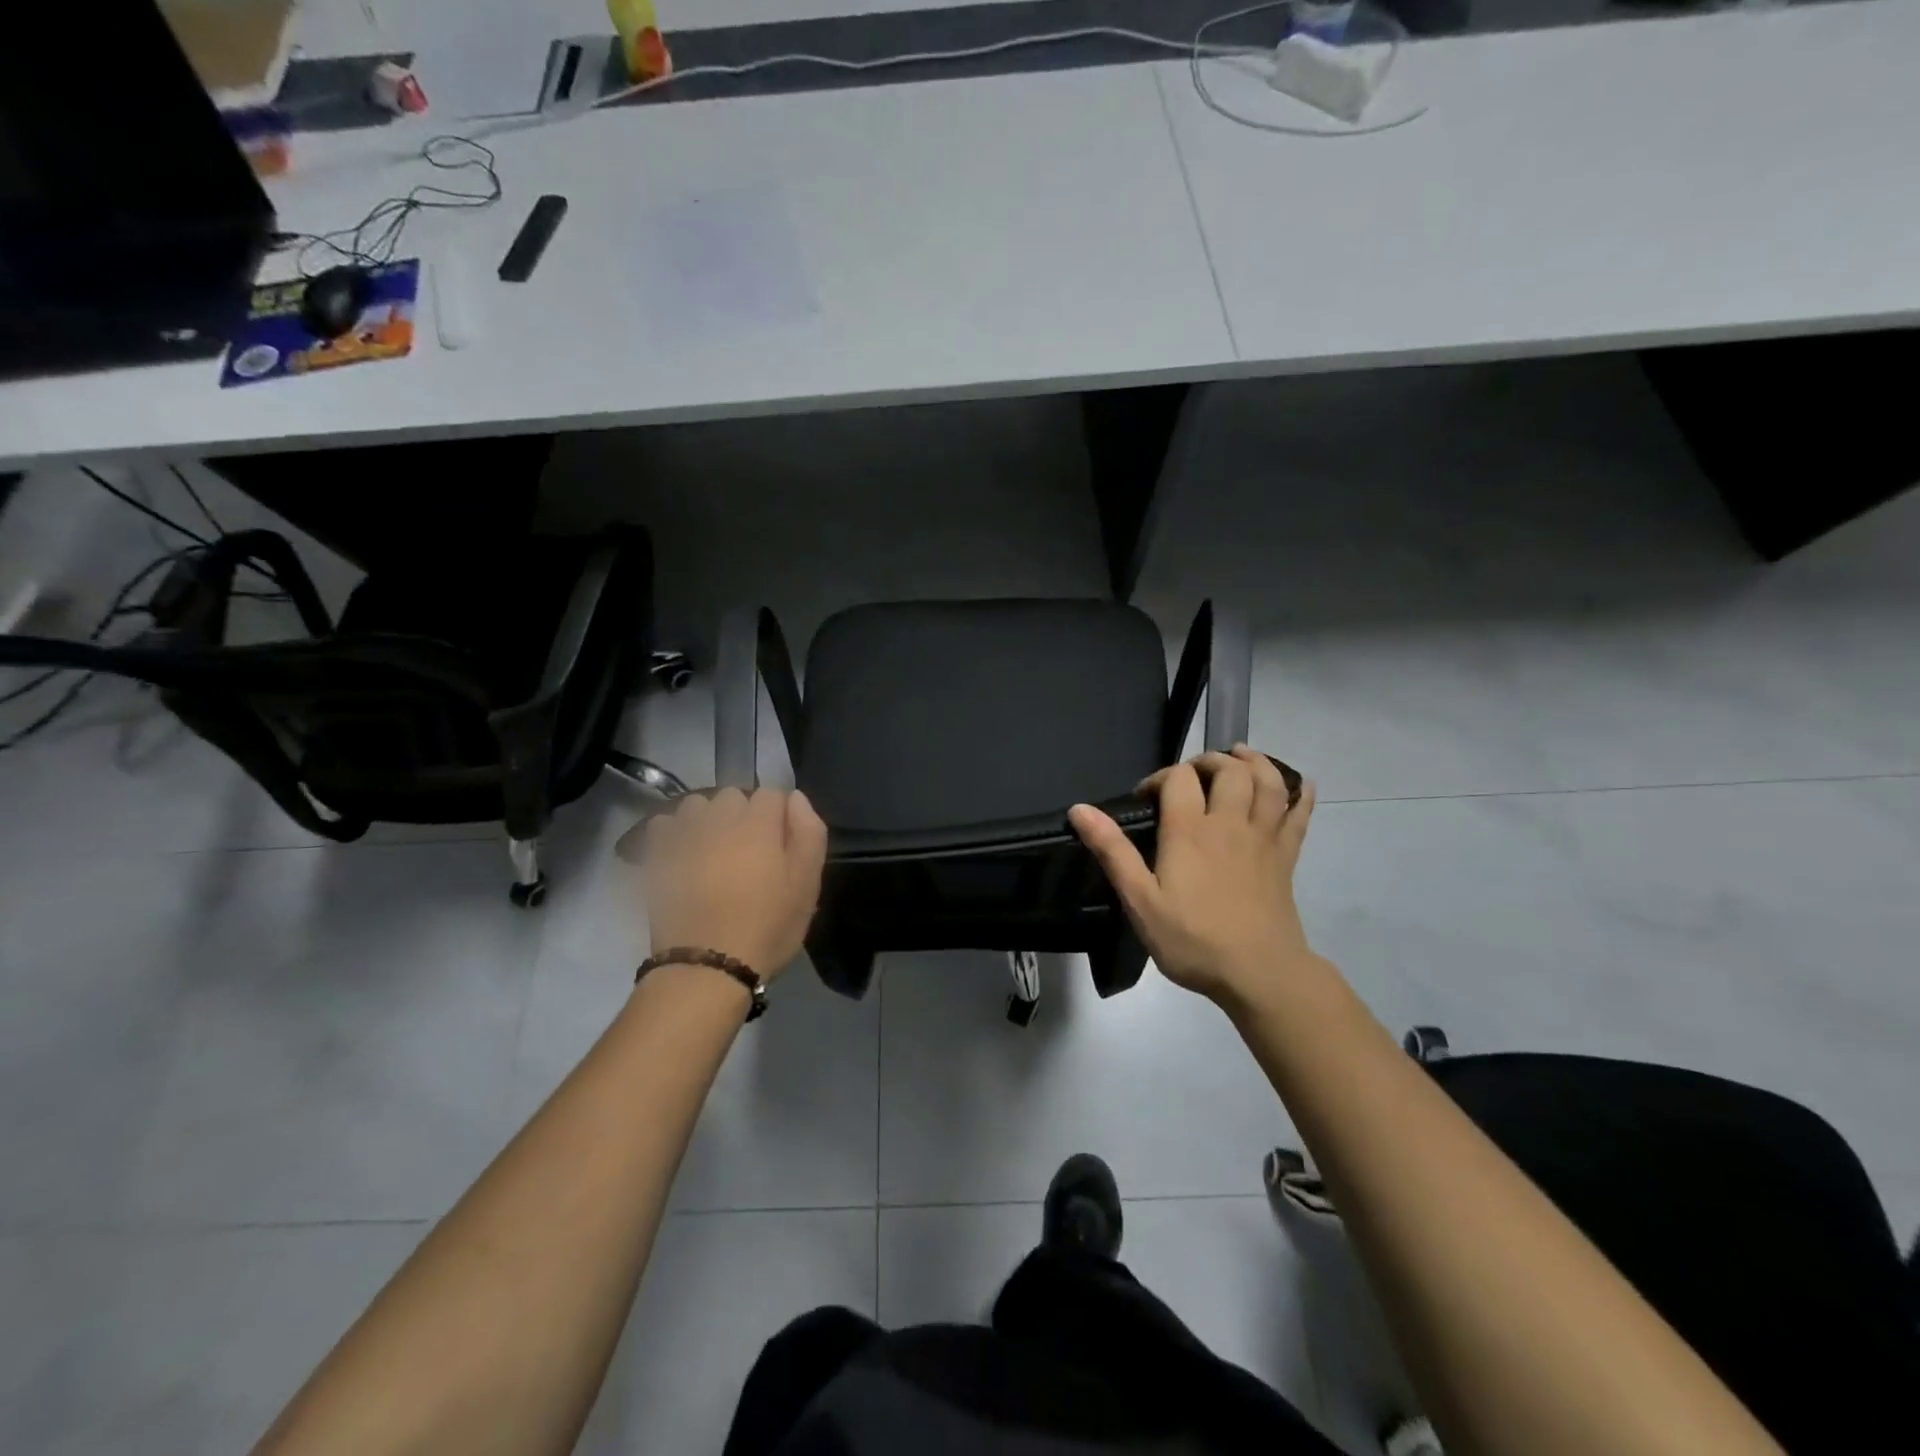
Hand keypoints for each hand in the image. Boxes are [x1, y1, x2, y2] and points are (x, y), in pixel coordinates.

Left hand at [632, 789, 827, 980]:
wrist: (706, 967)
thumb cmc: (766, 926)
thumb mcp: (807, 885)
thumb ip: (808, 833)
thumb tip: (796, 798)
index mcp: (759, 822)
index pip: (773, 793)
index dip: (781, 817)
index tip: (782, 845)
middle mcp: (719, 817)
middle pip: (734, 796)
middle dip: (744, 815)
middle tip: (750, 853)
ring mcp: (684, 834)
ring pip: (698, 805)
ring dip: (708, 819)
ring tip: (714, 852)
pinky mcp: (656, 854)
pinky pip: (664, 824)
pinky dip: (675, 832)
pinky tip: (684, 856)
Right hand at [1069, 747, 1317, 1008]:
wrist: (1260, 973)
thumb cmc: (1193, 939)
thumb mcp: (1140, 900)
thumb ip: (1112, 851)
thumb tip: (1079, 809)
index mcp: (1189, 830)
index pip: (1178, 778)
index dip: (1160, 778)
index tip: (1146, 798)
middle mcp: (1229, 823)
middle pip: (1229, 769)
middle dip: (1209, 761)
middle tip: (1192, 775)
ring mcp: (1263, 838)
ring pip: (1268, 782)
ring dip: (1255, 762)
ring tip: (1240, 756)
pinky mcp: (1286, 857)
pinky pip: (1299, 814)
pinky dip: (1300, 793)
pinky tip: (1299, 784)